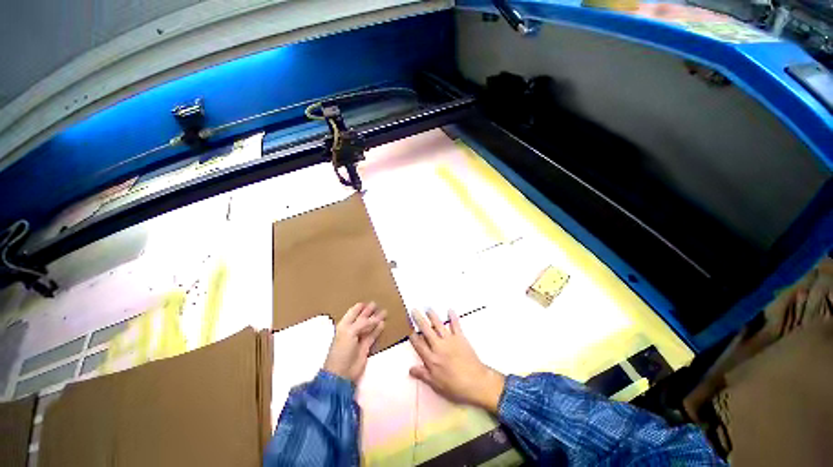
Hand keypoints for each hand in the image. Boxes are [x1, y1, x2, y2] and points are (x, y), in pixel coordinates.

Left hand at [323, 302, 385, 382]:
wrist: (341, 373)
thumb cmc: (341, 350)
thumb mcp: (350, 332)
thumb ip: (363, 323)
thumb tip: (375, 319)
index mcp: (344, 325)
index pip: (353, 313)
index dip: (359, 307)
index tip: (366, 301)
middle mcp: (351, 330)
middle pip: (362, 318)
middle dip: (369, 311)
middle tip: (377, 304)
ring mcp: (359, 339)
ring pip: (369, 326)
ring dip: (376, 319)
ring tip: (384, 312)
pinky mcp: (365, 347)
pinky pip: (373, 335)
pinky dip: (378, 329)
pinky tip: (383, 323)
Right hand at [409, 310, 505, 412]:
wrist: (476, 382)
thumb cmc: (455, 386)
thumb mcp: (436, 384)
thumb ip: (423, 374)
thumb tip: (410, 369)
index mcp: (431, 359)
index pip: (419, 344)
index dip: (413, 336)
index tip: (407, 328)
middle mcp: (438, 346)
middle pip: (426, 330)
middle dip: (419, 320)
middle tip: (414, 310)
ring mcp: (449, 340)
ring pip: (439, 325)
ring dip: (433, 316)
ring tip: (428, 308)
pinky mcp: (460, 337)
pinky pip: (455, 325)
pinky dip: (453, 317)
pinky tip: (450, 310)